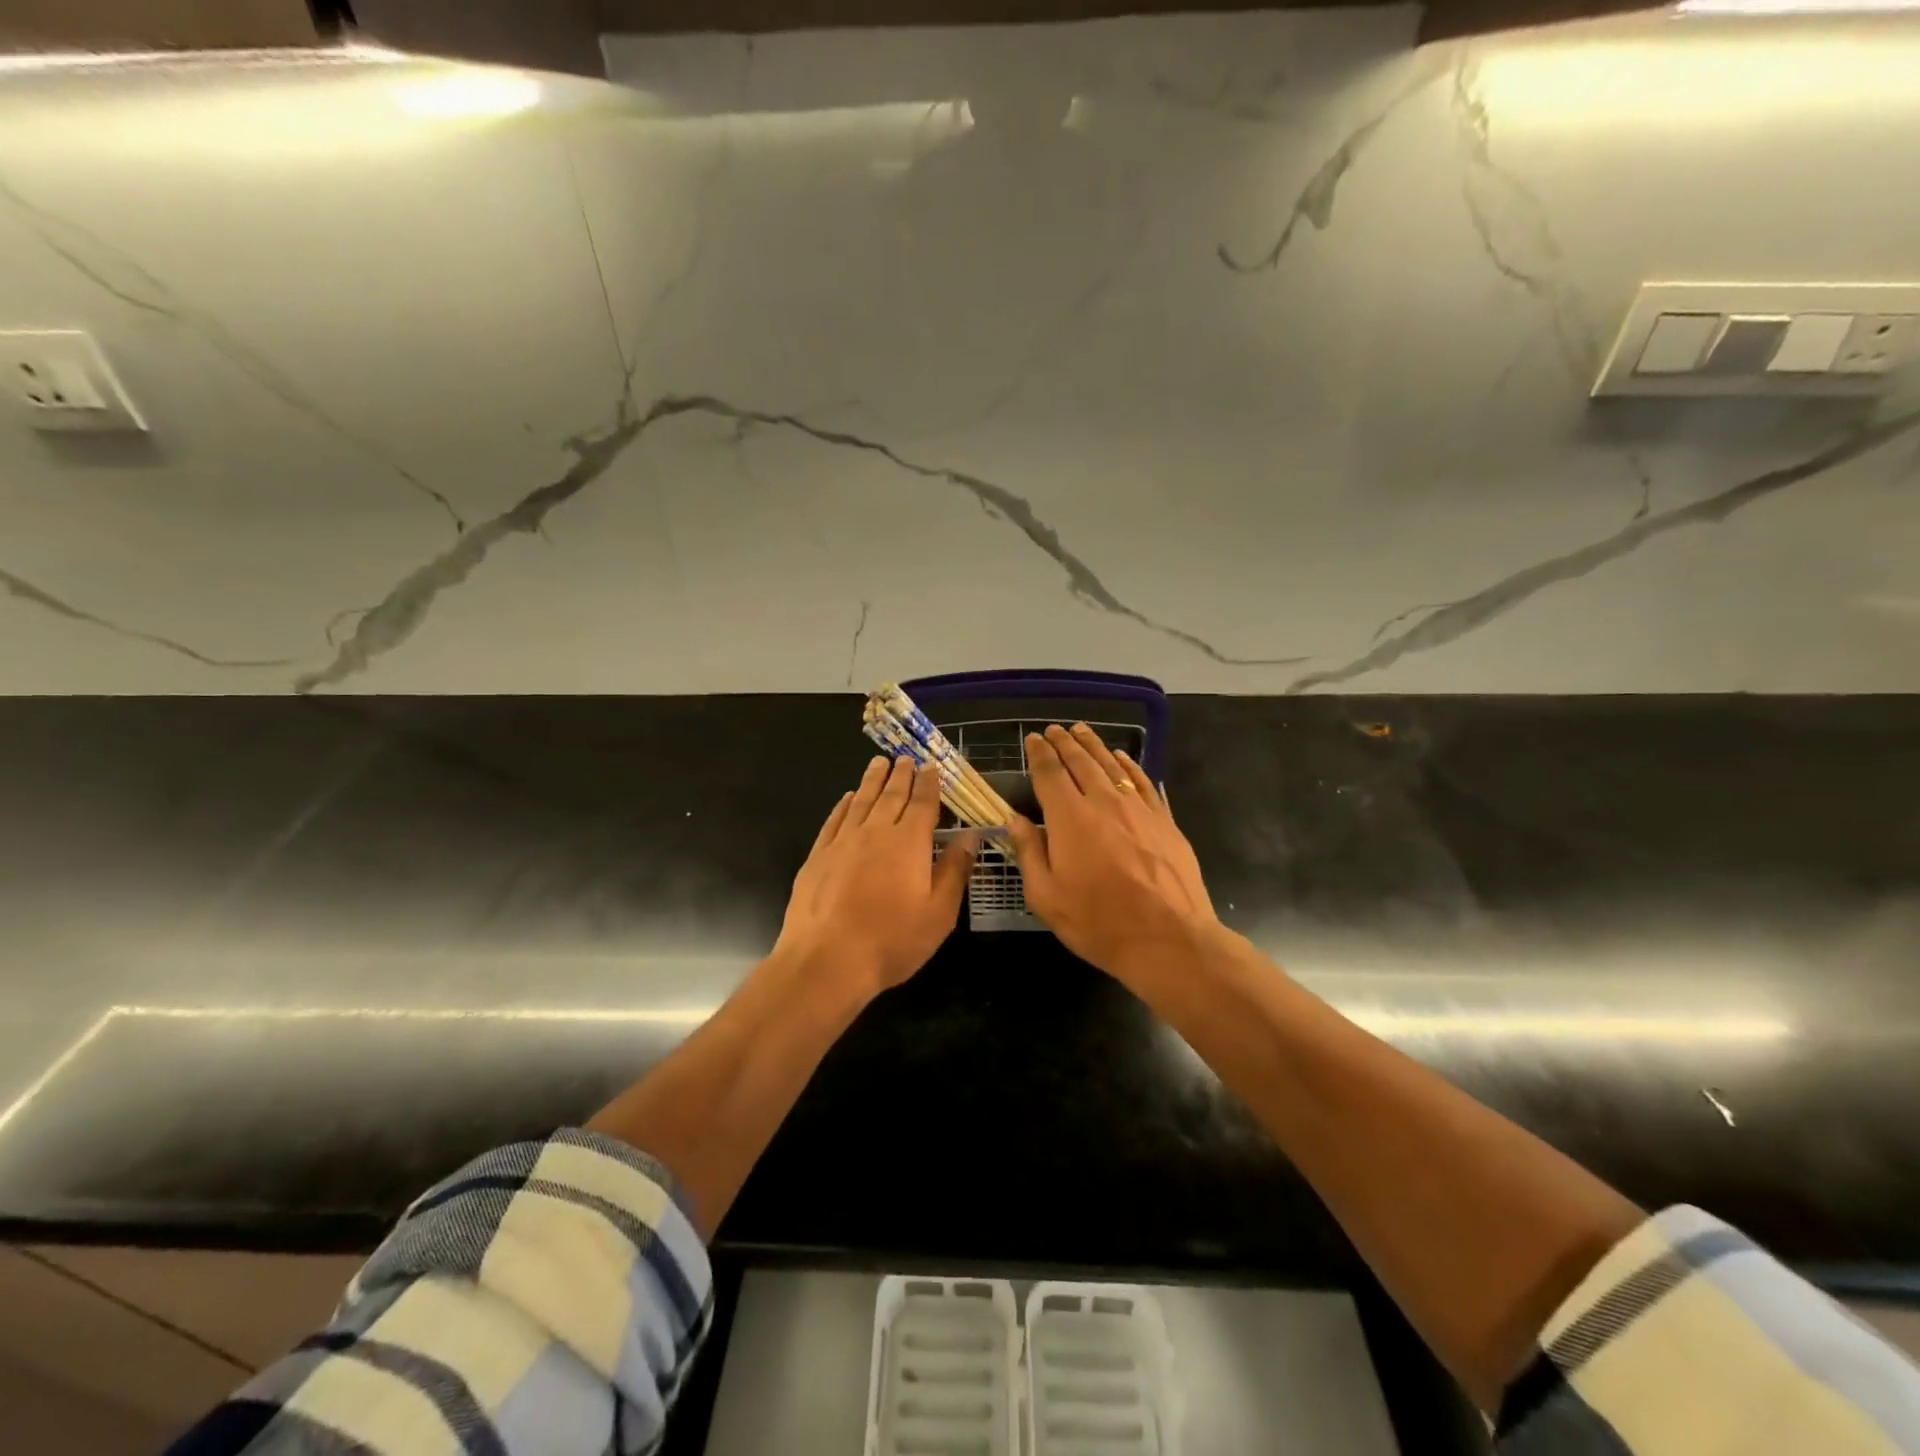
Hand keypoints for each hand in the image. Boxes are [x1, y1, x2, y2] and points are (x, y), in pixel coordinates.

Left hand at [775, 756, 979, 995]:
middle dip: (902, 774)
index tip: (932, 766)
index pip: (923, 803)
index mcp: (909, 843)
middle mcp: (876, 832)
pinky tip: (848, 798)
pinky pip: (835, 819)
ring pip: (861, 801)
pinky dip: (844, 804)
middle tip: (906, 758)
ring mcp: (843, 842)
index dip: (929, 784)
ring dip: (873, 780)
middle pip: (891, 795)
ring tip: (879, 762)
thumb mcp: (938, 913)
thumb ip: (955, 871)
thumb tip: (969, 837)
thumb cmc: (891, 941)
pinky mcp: (818, 856)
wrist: (826, 960)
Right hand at [1005, 724, 1217, 981]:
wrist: (1170, 940)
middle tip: (1054, 730)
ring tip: (1082, 731)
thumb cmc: (1099, 923)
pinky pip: (1142, 782)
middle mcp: (1104, 802)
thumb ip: (1029, 853)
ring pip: (1112, 766)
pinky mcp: (1164, 821)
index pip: (1050, 773)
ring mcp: (1138, 809)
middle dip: (1065, 743)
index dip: (1039, 754)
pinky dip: (1129, 765)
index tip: (1033, 739)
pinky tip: (1121, 758)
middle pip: (1081, 762)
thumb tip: (1015, 821)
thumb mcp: (1047, 897)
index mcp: (1070, 818)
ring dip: (1094, 746)